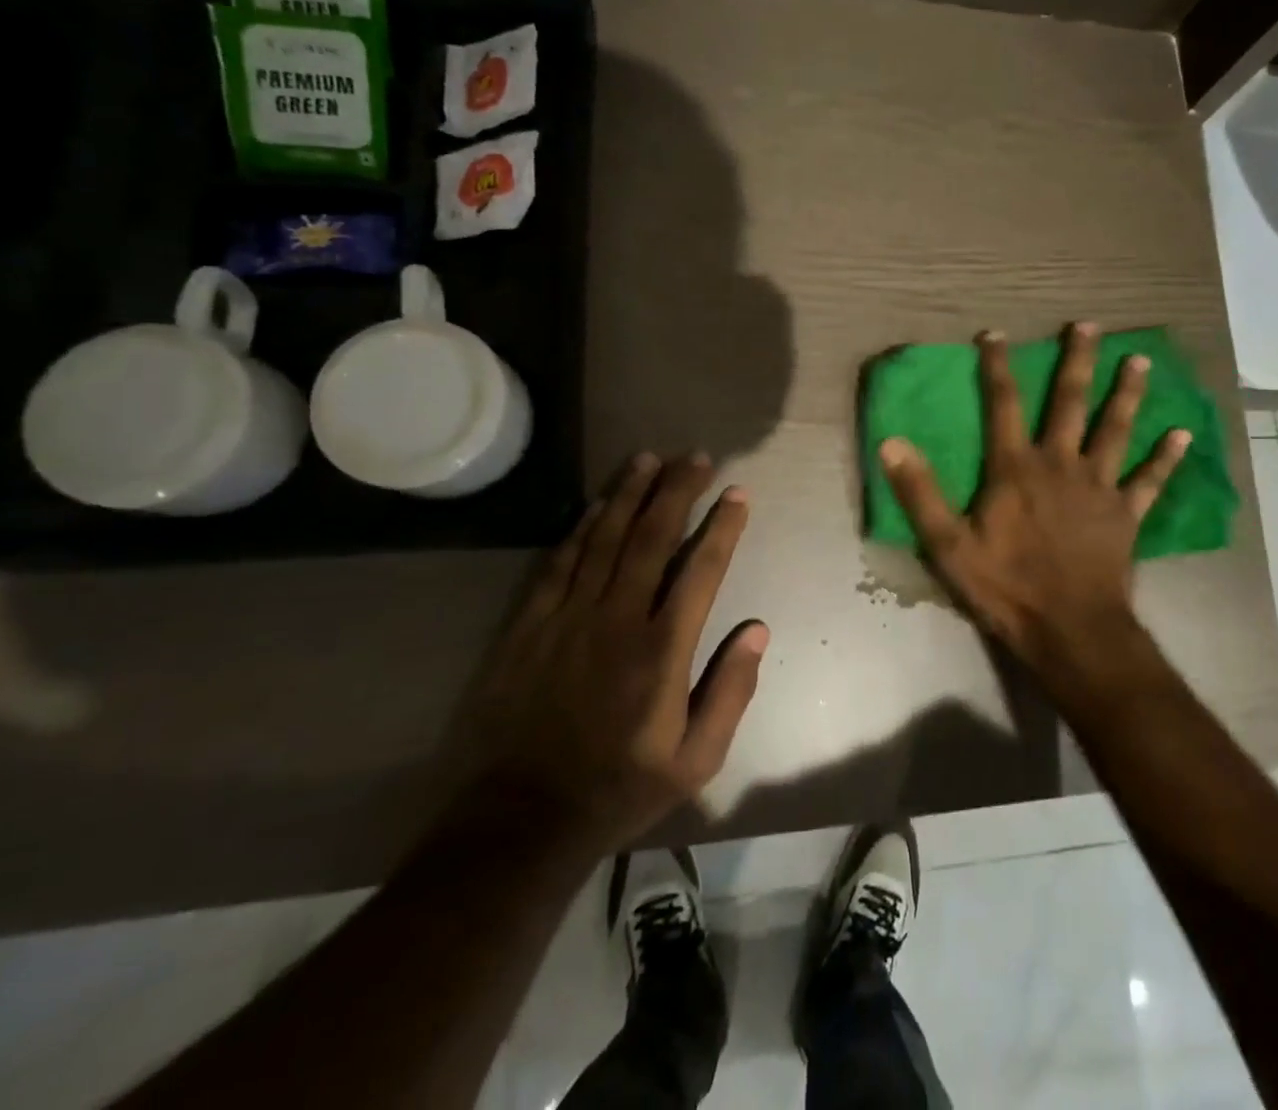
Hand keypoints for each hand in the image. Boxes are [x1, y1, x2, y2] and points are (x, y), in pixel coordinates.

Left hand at [469, 454, 767, 852]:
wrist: (520, 820)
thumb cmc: (619, 788)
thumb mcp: (696, 760)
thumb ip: (731, 691)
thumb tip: (757, 629)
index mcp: (662, 650)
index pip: (701, 570)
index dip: (723, 527)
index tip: (738, 494)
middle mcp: (617, 620)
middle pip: (652, 538)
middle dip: (678, 491)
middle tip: (696, 458)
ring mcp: (569, 618)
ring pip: (605, 538)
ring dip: (630, 494)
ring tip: (650, 459)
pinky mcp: (530, 626)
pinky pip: (560, 563)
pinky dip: (582, 528)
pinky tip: (598, 505)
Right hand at [878, 322, 1188, 697]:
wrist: (1069, 629)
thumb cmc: (1006, 587)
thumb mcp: (948, 545)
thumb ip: (920, 493)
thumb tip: (891, 442)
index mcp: (1016, 468)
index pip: (1003, 404)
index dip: (997, 366)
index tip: (995, 334)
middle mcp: (1060, 464)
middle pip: (1070, 402)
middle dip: (1078, 361)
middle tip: (1090, 326)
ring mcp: (1099, 487)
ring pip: (1115, 429)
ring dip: (1127, 394)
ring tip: (1140, 360)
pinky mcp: (1126, 514)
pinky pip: (1150, 480)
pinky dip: (1166, 458)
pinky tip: (1183, 434)